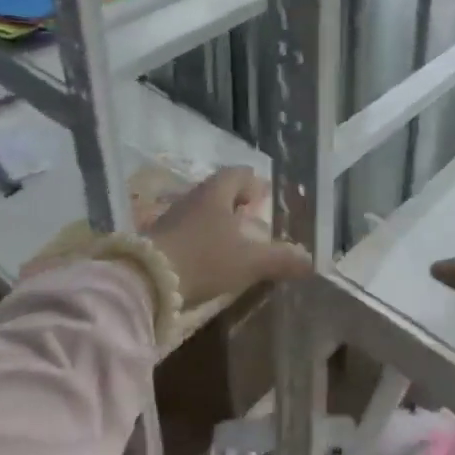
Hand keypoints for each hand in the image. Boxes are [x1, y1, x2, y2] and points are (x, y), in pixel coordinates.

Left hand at [146, 167, 311, 306]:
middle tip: (252, 220)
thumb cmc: (204, 259)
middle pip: (219, 191)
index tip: (264, 197)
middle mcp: (193, 198)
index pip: (238, 174)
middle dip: (236, 203)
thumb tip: (310, 260)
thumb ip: (280, 259)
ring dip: (217, 222)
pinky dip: (201, 238)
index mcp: (217, 192)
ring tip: (233, 242)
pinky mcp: (158, 239)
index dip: (254, 183)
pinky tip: (208, 259)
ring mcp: (172, 217)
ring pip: (201, 211)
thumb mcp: (249, 262)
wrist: (144, 280)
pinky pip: (187, 230)